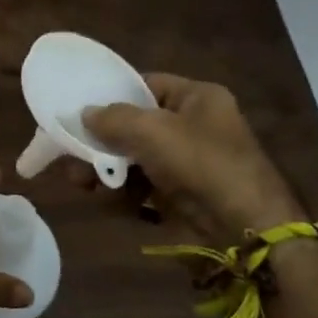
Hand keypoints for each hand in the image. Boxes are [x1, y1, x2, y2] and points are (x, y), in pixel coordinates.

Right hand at [82, 74, 301, 240]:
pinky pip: (143, 187)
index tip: (80, 106)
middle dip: (101, 140)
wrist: (247, 232)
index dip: (112, 93)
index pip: (146, 85)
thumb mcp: (152, 131)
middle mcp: (194, 126)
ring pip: (135, 158)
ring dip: (106, 169)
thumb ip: (113, 118)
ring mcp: (189, 164)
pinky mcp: (183, 197)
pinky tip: (104, 199)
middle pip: (135, 124)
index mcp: (198, 98)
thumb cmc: (202, 164)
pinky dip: (123, 193)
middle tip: (70, 151)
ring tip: (79, 181)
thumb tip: (85, 114)